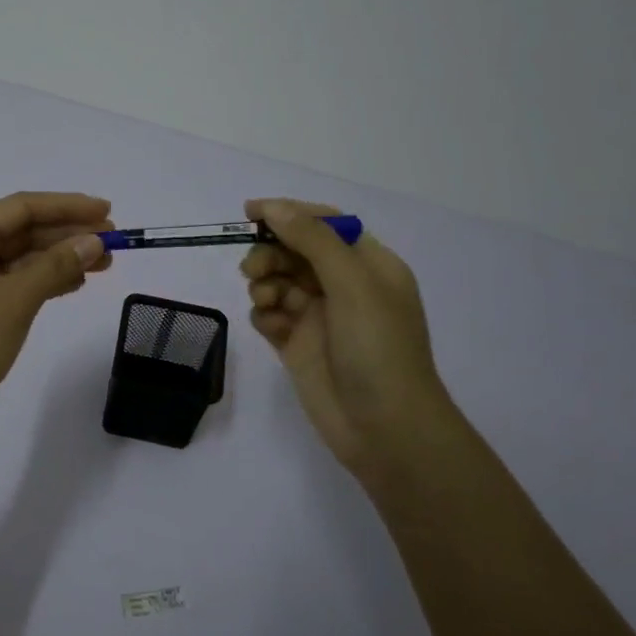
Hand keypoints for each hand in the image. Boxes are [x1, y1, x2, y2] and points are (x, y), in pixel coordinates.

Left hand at [0, 192, 113, 439]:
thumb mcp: (16, 300)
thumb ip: (56, 266)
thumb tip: (94, 242)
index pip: (24, 207)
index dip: (69, 206)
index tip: (108, 212)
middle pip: (23, 229)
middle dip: (68, 234)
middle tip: (114, 243)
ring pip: (20, 255)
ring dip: (59, 257)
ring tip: (103, 265)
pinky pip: (12, 278)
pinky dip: (42, 279)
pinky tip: (73, 284)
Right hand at [239, 198, 454, 472]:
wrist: (385, 428)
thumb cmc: (378, 348)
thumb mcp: (352, 284)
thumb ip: (312, 240)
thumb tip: (274, 207)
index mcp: (368, 265)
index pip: (325, 224)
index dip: (289, 213)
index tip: (250, 212)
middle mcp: (344, 286)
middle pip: (295, 251)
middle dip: (271, 253)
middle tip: (254, 269)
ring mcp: (319, 317)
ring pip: (278, 281)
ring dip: (265, 283)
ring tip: (265, 302)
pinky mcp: (297, 345)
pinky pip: (270, 315)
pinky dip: (264, 315)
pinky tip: (271, 328)